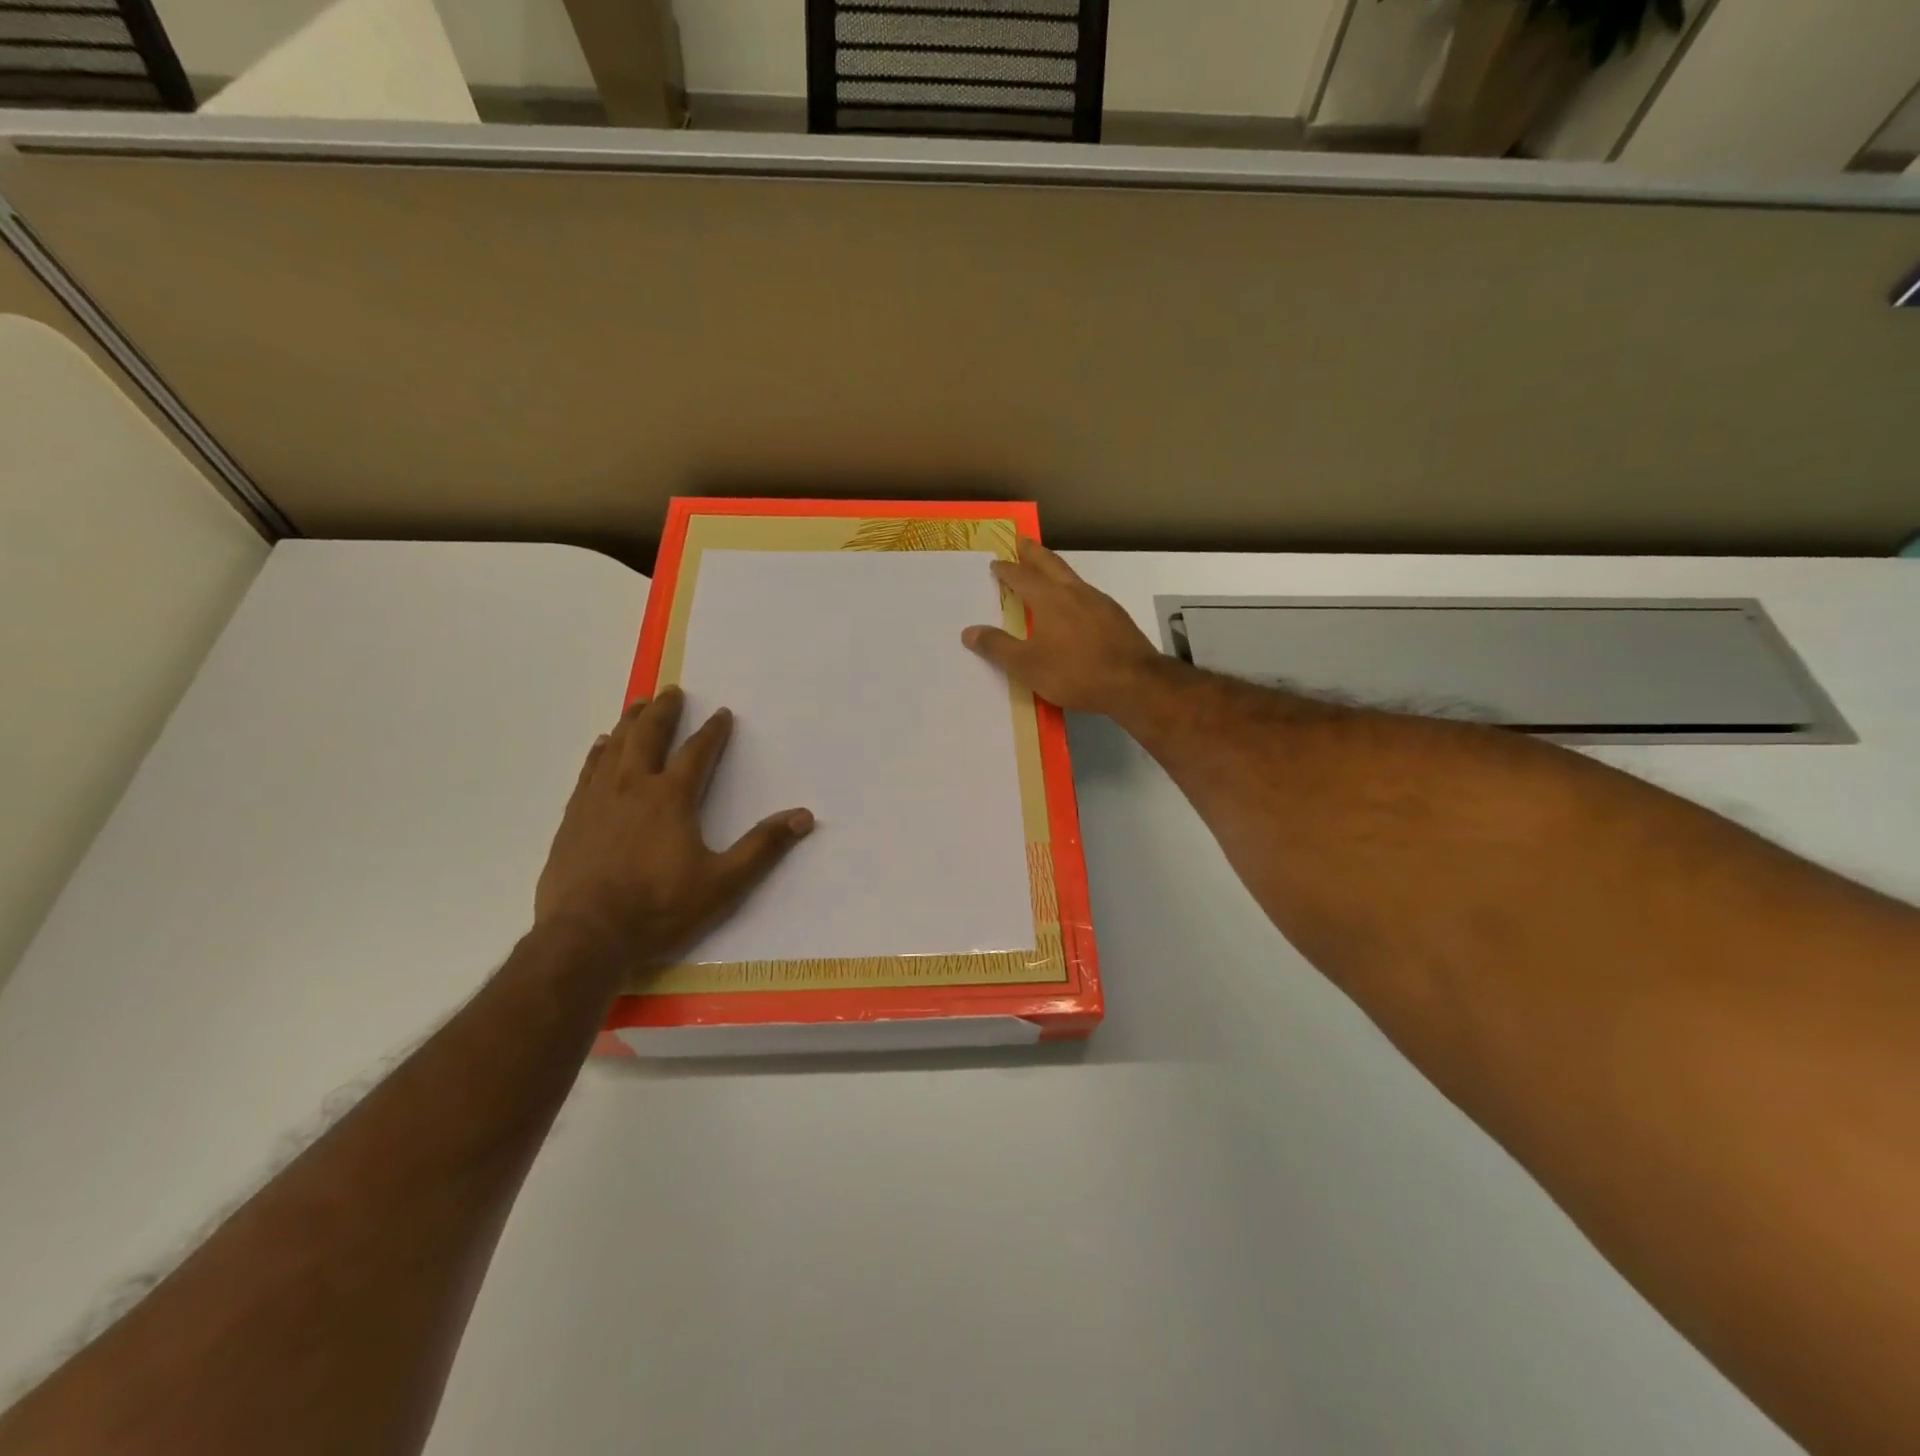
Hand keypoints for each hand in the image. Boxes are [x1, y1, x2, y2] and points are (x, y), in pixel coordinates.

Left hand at [535, 687, 812, 965]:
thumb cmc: (660, 908)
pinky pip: (588, 771)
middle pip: (648, 736)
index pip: (696, 753)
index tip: (721, 713)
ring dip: (630, 722)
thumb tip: (803, 816)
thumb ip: (762, 847)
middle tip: (671, 690)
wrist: (586, 937)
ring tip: (638, 704)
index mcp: (671, 798)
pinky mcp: (572, 818)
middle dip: (663, 712)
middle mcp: (632, 787)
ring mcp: (597, 800)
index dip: (712, 731)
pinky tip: (600, 746)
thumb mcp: (723, 882)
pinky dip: (598, 752)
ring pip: (614, 747)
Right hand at [961, 539, 1164, 715]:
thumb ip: (998, 647)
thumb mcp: (1027, 666)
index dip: (1006, 570)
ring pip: (1072, 577)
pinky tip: (1076, 605)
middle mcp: (1074, 592)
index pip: (1021, 577)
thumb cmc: (1074, 672)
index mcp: (1049, 599)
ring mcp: (1099, 602)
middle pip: (1050, 564)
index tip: (996, 564)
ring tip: (1047, 572)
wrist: (1134, 682)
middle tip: (1022, 541)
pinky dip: (1074, 591)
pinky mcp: (1116, 617)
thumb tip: (969, 631)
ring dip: (1056, 570)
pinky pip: (1088, 595)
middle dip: (1033, 553)